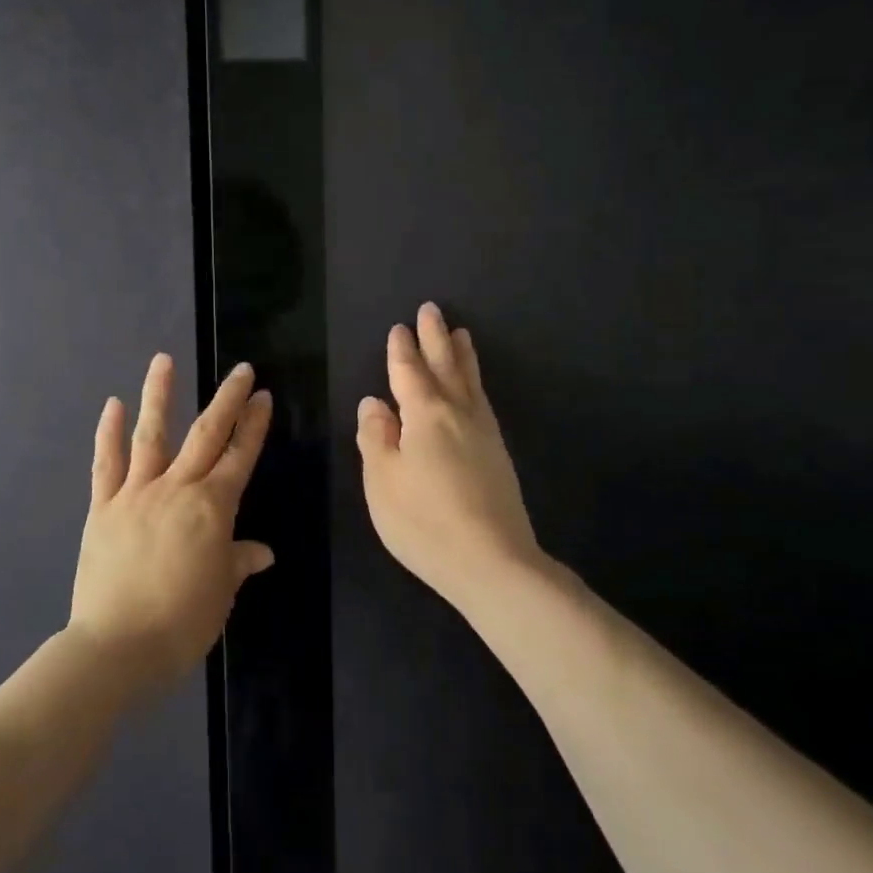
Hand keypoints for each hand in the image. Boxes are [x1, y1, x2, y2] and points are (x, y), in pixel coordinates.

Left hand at [70, 354, 274, 693]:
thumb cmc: (181, 623)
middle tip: (241, 370)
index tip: (263, 396)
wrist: (116, 647)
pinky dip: (109, 432)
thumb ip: (238, 562)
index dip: (254, 425)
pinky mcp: (103, 508)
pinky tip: (113, 405)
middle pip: (206, 435)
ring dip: (159, 395)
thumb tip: (261, 552)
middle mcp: (176, 489)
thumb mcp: (221, 593)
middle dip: (227, 400)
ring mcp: (136, 494)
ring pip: (152, 435)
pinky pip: (106, 464)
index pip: (239, 457)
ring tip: (163, 360)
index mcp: (212, 508)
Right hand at [356, 303, 541, 604]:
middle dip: (435, 338)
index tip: (400, 327)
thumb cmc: (424, 521)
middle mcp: (458, 414)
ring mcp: (483, 433)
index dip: (402, 350)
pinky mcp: (498, 453)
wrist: (493, 561)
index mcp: (424, 415)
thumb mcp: (382, 481)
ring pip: (470, 382)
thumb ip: (375, 438)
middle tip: (432, 310)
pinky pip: (483, 401)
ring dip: (462, 355)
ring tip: (461, 334)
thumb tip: (374, 404)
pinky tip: (475, 389)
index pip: (408, 373)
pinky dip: (476, 383)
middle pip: (445, 367)